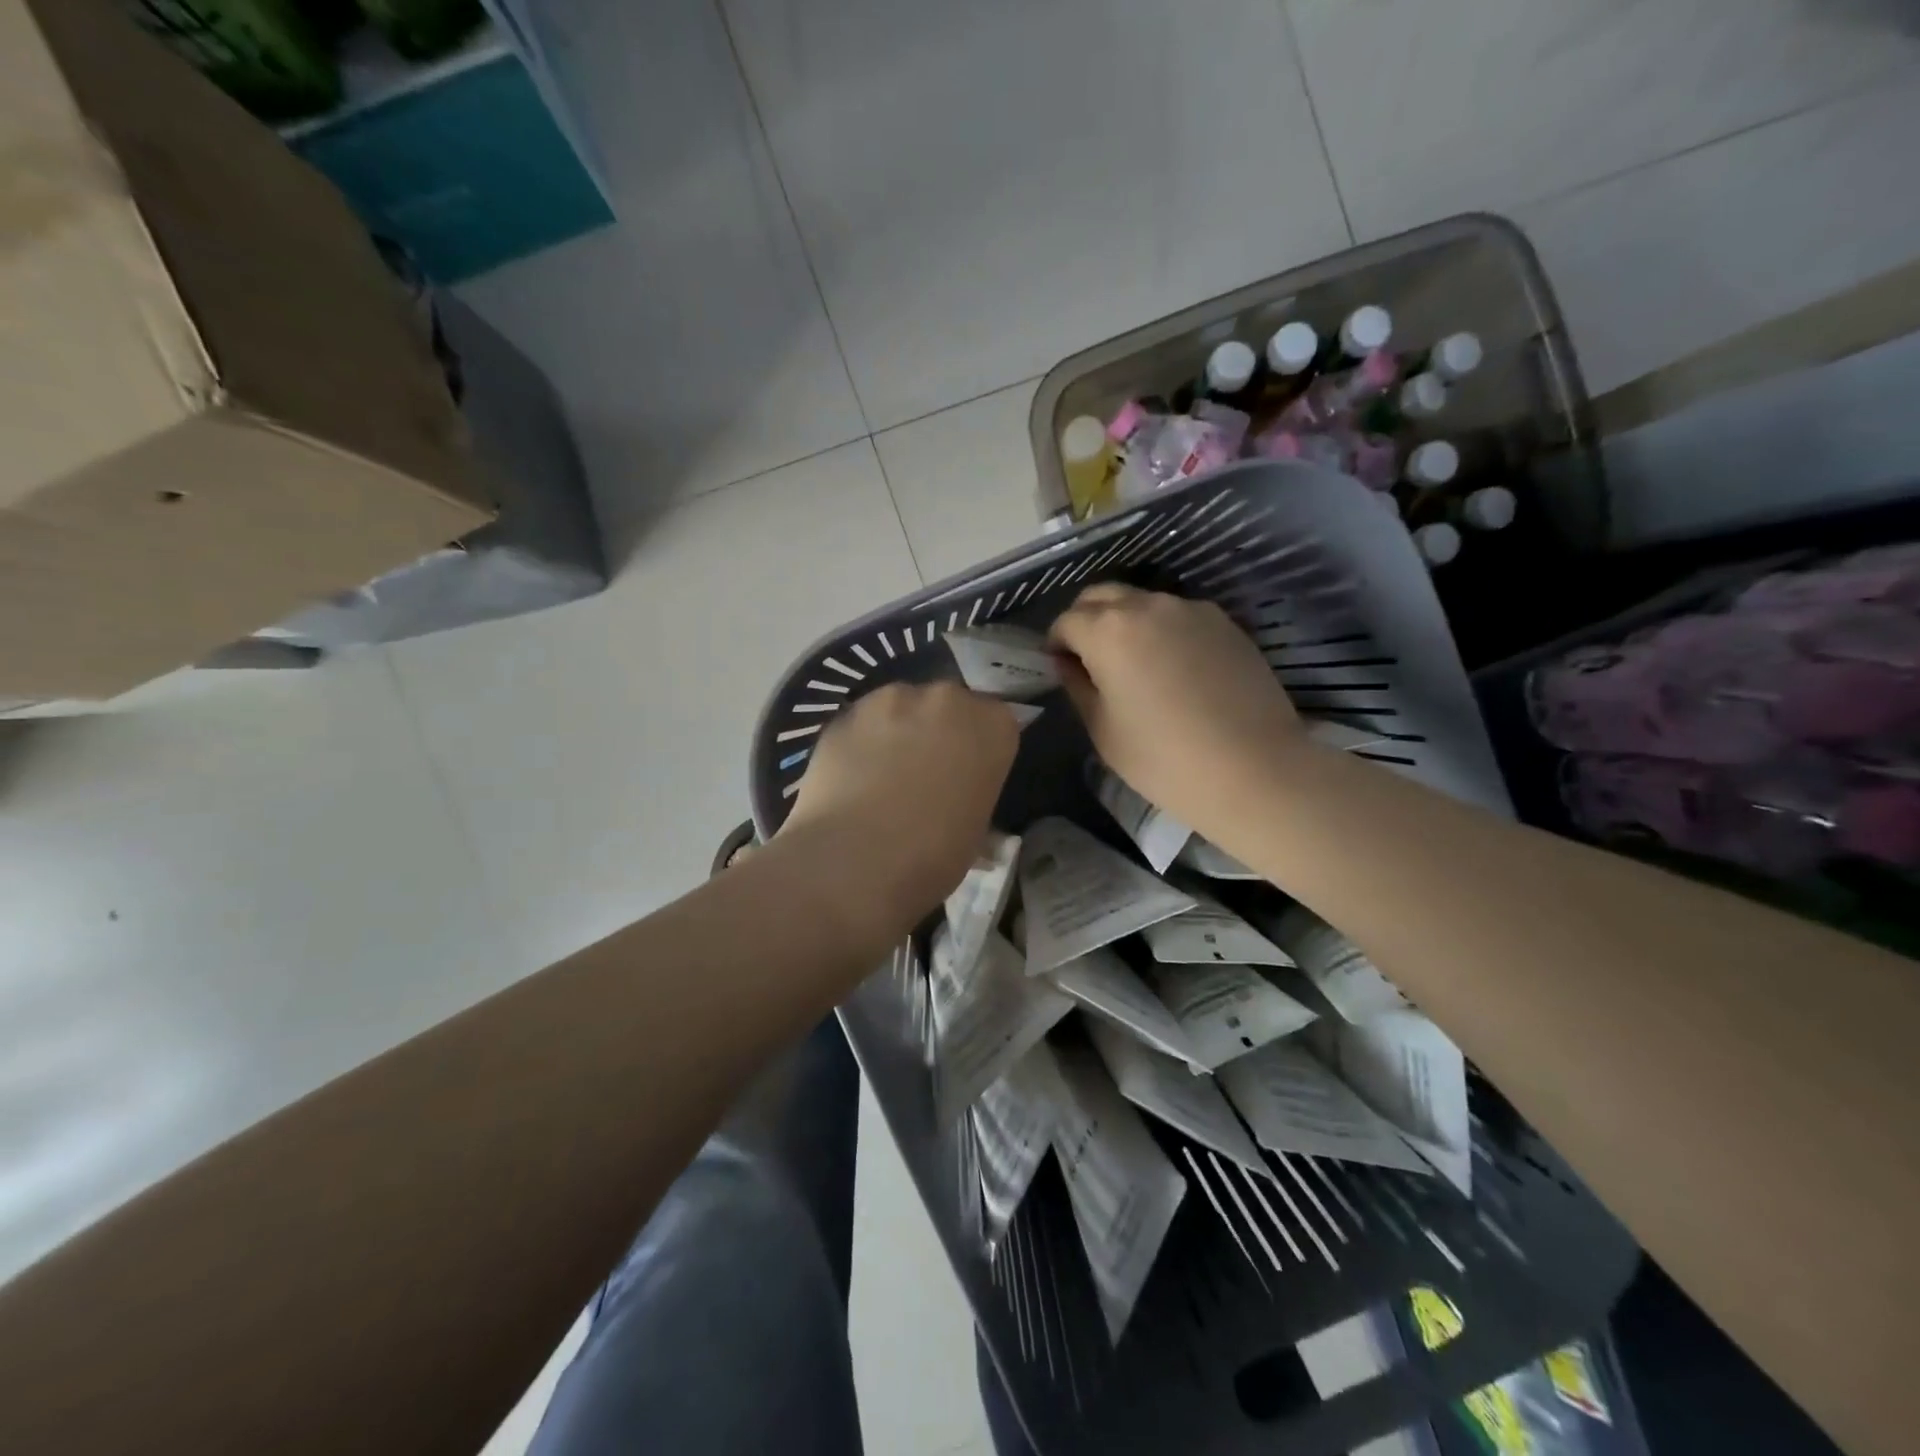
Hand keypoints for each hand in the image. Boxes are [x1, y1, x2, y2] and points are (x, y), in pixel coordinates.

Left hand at [786, 681, 1018, 925]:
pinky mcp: (845, 713)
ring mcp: (890, 700)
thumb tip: (960, 803)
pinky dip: (860, 742)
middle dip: (939, 730)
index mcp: (993, 725)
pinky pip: (861, 724)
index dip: (980, 748)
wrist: (856, 860)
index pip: (996, 722)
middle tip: (926, 772)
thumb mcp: (976, 830)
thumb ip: (972, 796)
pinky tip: (852, 778)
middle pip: (947, 705)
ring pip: (900, 707)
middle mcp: (946, 699)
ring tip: (882, 774)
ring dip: (897, 730)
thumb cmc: (934, 855)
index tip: (969, 774)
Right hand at [1050, 584, 1305, 836]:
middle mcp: (1147, 606)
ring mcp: (1191, 610)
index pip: (1066, 621)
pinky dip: (1163, 631)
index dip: (1056, 645)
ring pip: (1142, 602)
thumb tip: (1069, 664)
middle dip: (1086, 621)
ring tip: (1133, 665)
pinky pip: (1178, 616)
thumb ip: (1078, 686)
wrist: (1255, 770)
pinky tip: (1173, 669)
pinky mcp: (1225, 622)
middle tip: (1089, 660)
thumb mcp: (1103, 730)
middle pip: (1102, 596)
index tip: (1061, 670)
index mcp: (1108, 630)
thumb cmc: (1164, 759)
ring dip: (1125, 623)